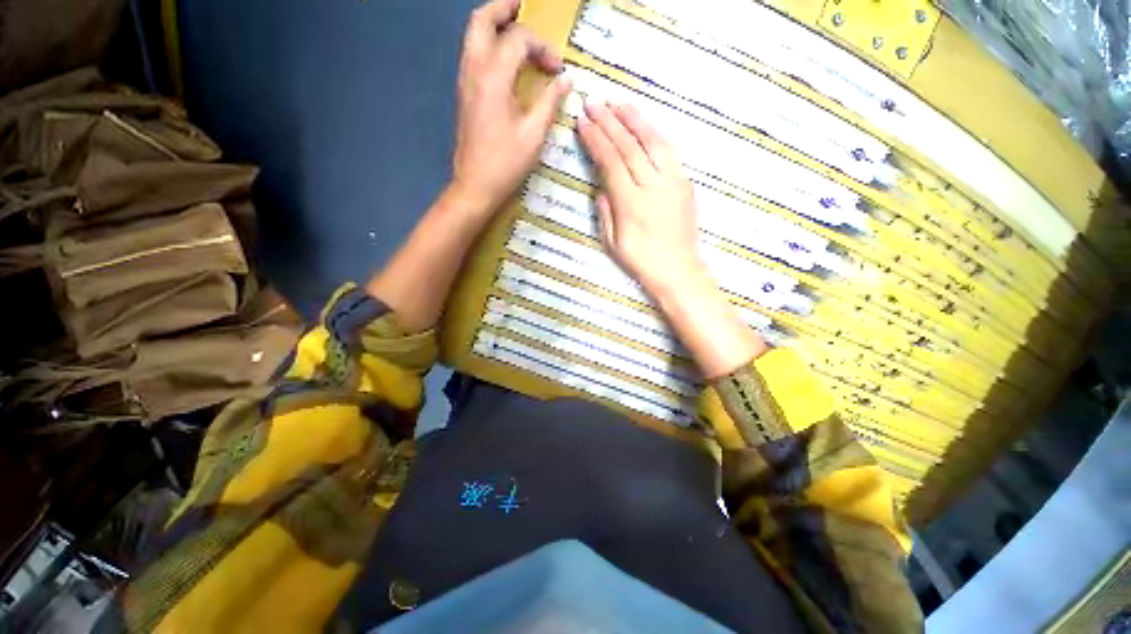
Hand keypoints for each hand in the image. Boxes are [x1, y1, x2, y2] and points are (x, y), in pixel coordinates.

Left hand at [450, 0, 572, 214]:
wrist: (475, 186)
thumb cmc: (506, 163)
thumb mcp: (534, 134)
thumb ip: (550, 101)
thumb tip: (565, 79)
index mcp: (493, 77)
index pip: (518, 40)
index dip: (543, 47)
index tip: (558, 70)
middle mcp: (474, 70)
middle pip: (481, 21)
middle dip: (504, 9)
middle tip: (524, 9)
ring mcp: (465, 82)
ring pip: (473, 36)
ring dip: (494, 25)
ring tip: (516, 28)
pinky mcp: (464, 95)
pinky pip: (473, 55)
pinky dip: (488, 45)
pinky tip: (505, 60)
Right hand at [577, 101, 705, 297]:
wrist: (677, 269)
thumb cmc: (640, 260)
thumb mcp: (612, 242)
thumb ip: (606, 212)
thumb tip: (602, 188)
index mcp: (631, 203)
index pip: (610, 161)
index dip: (596, 140)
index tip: (584, 122)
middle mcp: (652, 186)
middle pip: (629, 146)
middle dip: (609, 122)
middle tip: (594, 103)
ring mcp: (672, 181)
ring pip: (652, 142)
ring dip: (634, 120)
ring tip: (619, 103)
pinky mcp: (685, 183)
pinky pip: (669, 152)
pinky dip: (655, 135)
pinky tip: (645, 125)